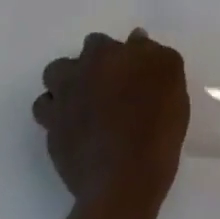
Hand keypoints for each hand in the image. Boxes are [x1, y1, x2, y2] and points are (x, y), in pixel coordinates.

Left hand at [34, 29, 189, 211]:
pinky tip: (83, 135)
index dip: (111, 54)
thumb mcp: (171, 74)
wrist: (126, 179)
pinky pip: (51, 126)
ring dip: (63, 97)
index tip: (127, 68)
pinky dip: (63, 126)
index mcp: (102, 56)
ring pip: (48, 94)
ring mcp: (58, 112)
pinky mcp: (53, 144)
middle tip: (104, 88)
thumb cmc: (155, 120)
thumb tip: (135, 39)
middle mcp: (73, 78)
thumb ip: (152, 52)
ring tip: (86, 111)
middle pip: (63, 65)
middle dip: (79, 72)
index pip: (97, 42)